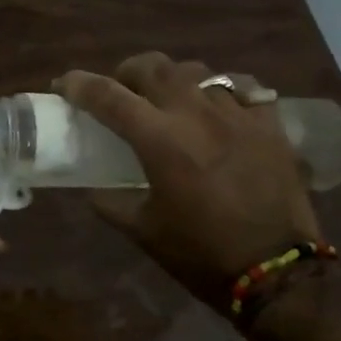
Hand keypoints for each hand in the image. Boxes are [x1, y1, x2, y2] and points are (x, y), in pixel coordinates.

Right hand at [55, 54, 321, 307]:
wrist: (276, 273)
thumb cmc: (200, 253)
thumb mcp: (141, 230)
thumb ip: (110, 202)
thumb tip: (95, 189)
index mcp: (159, 140)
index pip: (107, 96)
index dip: (79, 85)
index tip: (63, 85)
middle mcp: (196, 115)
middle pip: (153, 67)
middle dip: (126, 72)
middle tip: (120, 91)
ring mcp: (238, 115)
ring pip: (196, 71)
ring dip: (171, 79)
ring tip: (168, 98)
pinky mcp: (270, 125)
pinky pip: (242, 88)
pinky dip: (220, 90)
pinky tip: (216, 107)